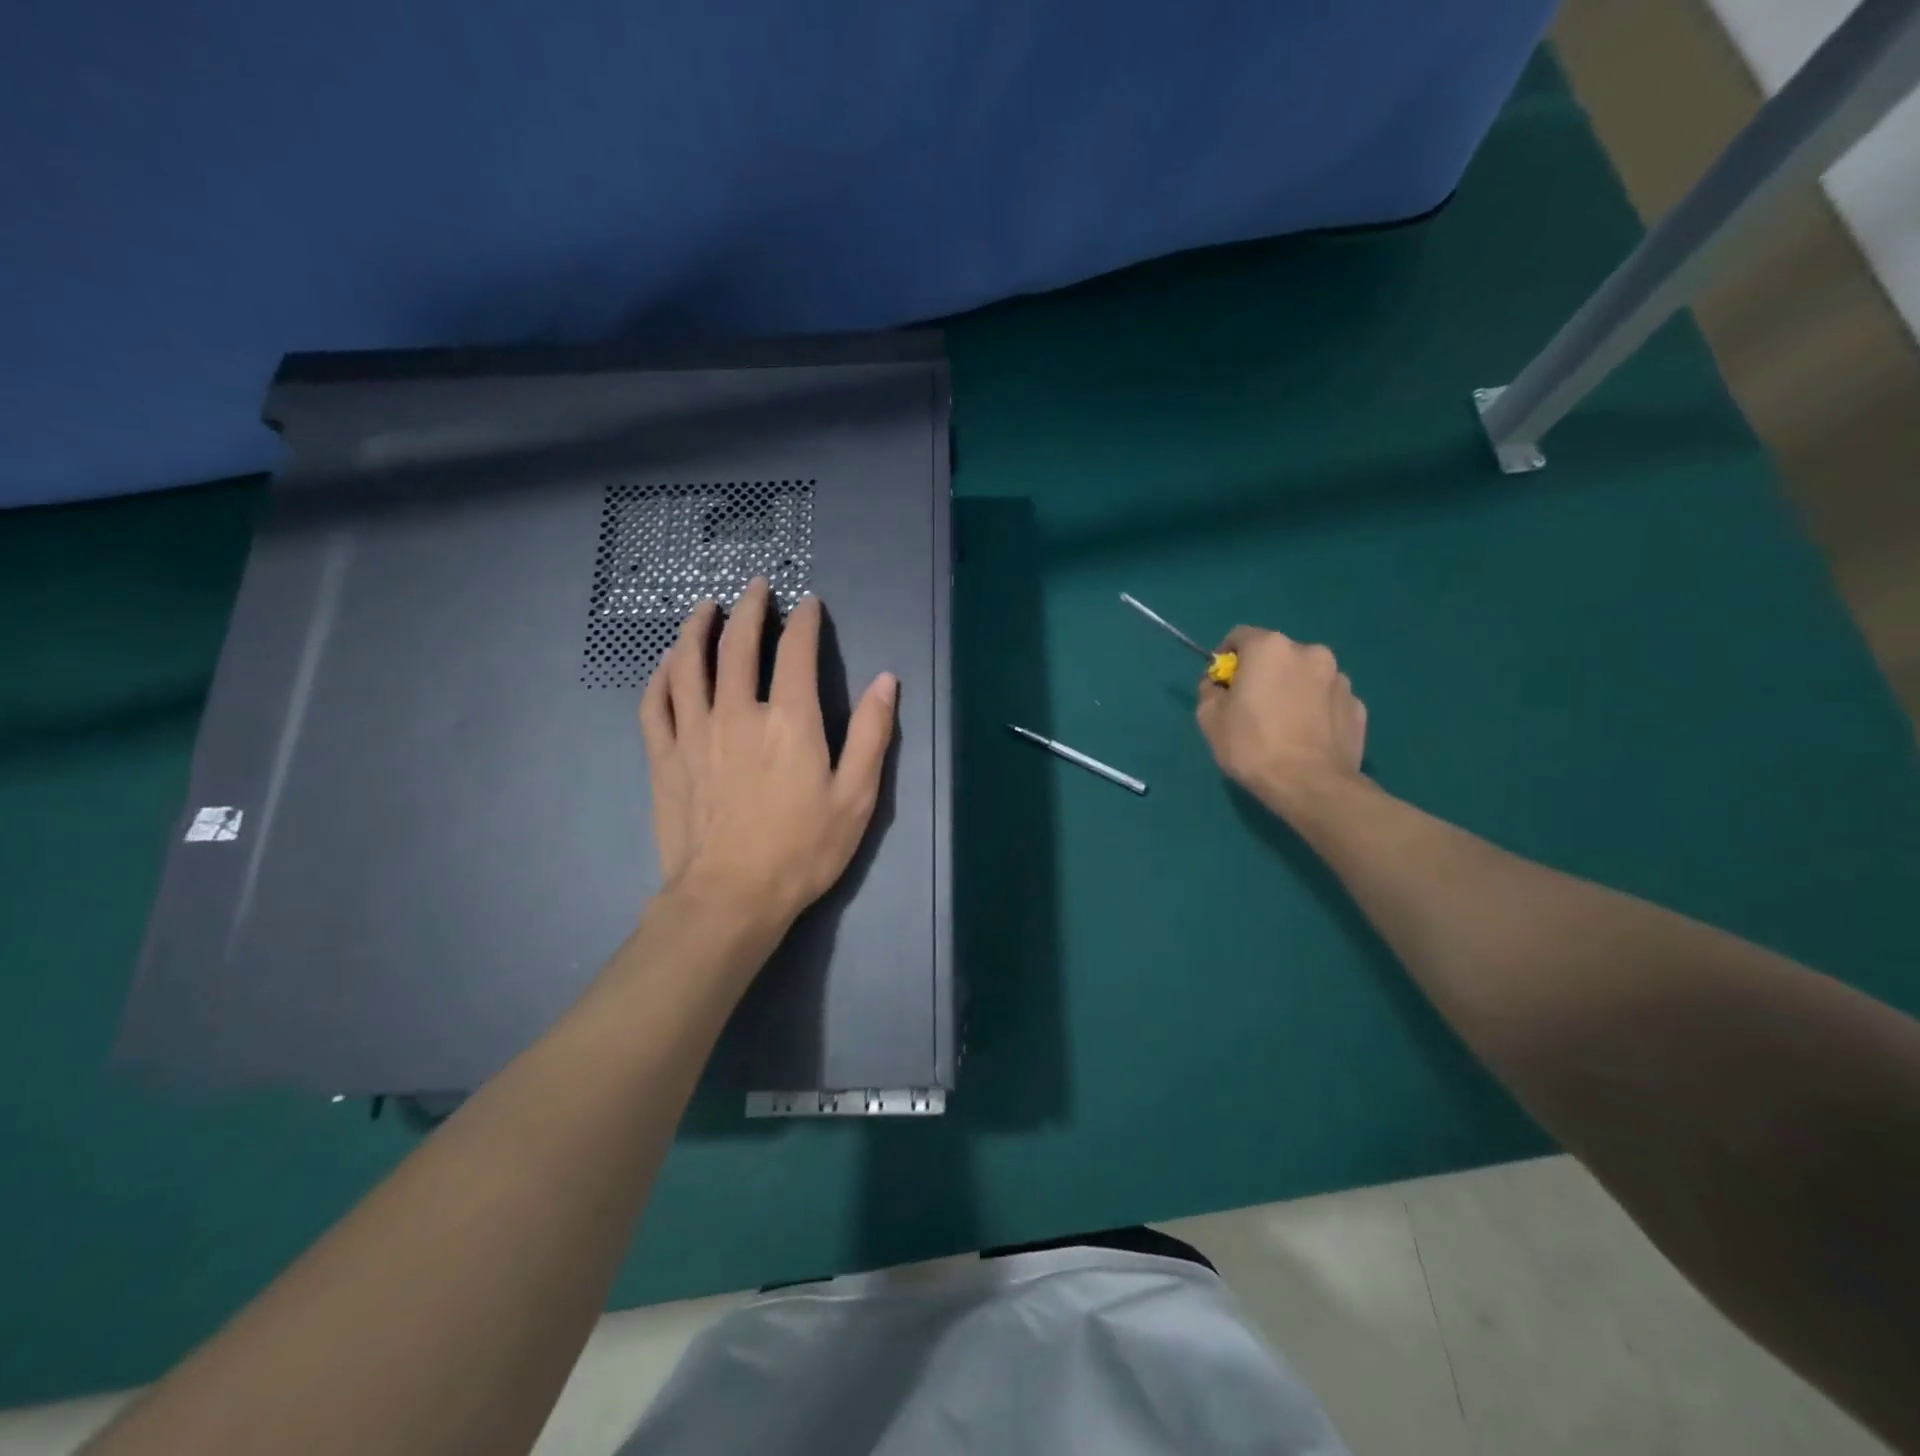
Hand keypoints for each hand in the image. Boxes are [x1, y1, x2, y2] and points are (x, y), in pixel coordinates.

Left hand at [639, 578, 897, 929]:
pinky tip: (667, 664)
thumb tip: (886, 680)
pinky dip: (660, 676)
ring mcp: (693, 732)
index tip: (808, 603)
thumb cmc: (802, 850)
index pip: (795, 650)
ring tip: (704, 608)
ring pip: (688, 664)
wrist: (730, 897)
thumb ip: (873, 734)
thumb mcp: (856, 796)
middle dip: (749, 609)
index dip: (803, 621)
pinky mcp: (664, 757)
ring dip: (697, 629)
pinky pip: (655, 703)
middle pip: (737, 644)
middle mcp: (737, 711)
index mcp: (789, 719)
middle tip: (754, 587)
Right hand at [1195, 626, 1366, 818]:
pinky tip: (1306, 737)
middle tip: (1252, 708)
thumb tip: (1218, 685)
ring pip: (1306, 676)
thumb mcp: (1209, 719)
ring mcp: (1340, 678)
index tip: (1222, 686)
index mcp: (1270, 648)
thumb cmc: (1252, 746)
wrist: (1311, 786)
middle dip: (1263, 674)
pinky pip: (1327, 700)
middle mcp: (1310, 652)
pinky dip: (1315, 710)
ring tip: (1283, 726)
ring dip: (1292, 690)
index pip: (1239, 636)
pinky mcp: (1358, 706)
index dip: (1226, 659)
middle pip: (1277, 655)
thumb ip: (1209, 691)